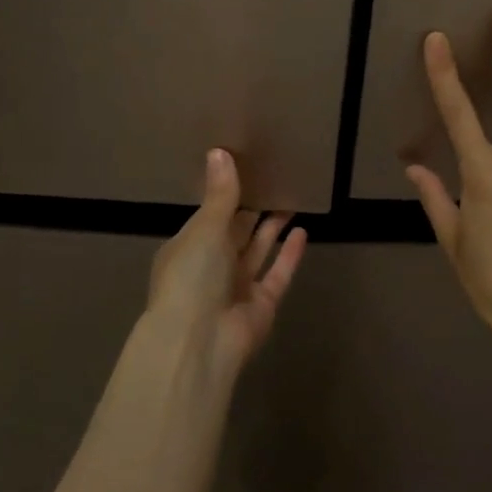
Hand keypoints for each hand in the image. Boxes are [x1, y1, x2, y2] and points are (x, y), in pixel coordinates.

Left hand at [146, 148, 306, 374]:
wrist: (199, 340)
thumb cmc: (192, 276)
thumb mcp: (205, 228)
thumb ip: (220, 194)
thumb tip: (219, 151)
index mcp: (188, 248)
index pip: (209, 216)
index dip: (226, 195)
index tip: (247, 170)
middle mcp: (211, 267)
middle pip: (235, 233)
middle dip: (252, 210)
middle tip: (274, 180)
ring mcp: (236, 288)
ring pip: (257, 251)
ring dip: (272, 228)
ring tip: (291, 199)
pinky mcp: (261, 305)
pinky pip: (277, 274)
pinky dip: (289, 255)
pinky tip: (303, 232)